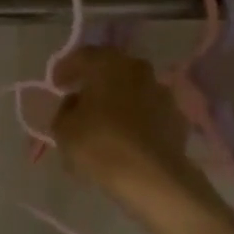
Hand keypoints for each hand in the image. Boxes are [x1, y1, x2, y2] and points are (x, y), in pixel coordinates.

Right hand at [50, 48, 207, 201]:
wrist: (152, 177)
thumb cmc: (100, 145)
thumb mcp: (64, 129)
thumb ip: (65, 110)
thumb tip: (75, 102)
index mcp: (108, 64)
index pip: (83, 56)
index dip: (66, 68)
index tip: (56, 84)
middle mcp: (138, 70)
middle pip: (111, 70)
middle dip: (95, 82)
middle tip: (81, 99)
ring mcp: (162, 93)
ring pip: (133, 90)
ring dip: (118, 101)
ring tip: (105, 123)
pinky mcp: (177, 118)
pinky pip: (149, 112)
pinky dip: (137, 120)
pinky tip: (128, 138)